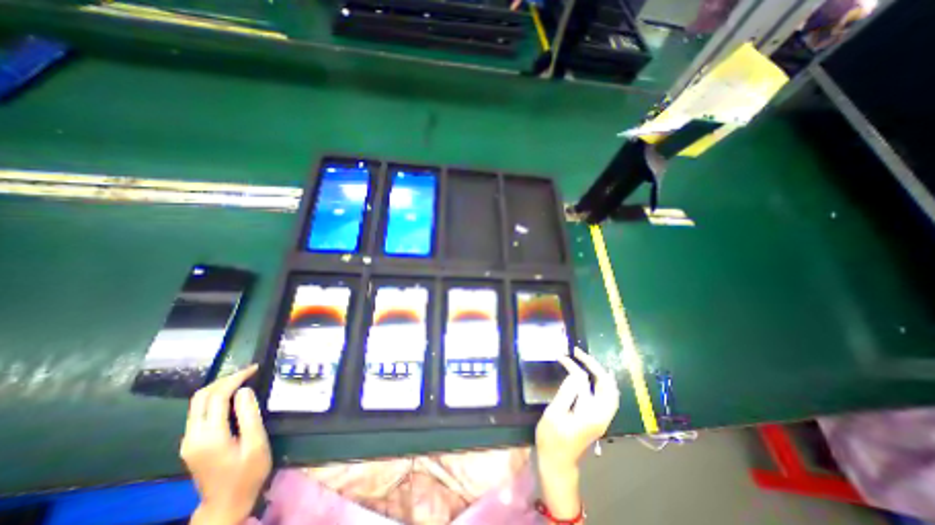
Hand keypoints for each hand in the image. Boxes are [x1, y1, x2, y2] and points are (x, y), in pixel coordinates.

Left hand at [180, 366, 270, 524]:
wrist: (226, 505)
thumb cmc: (248, 473)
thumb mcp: (256, 442)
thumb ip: (249, 415)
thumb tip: (245, 390)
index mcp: (209, 436)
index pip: (218, 396)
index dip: (236, 378)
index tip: (255, 368)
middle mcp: (192, 437)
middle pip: (201, 397)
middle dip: (225, 379)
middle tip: (249, 372)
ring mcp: (189, 441)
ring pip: (197, 404)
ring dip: (219, 388)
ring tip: (244, 380)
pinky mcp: (192, 444)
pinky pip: (200, 413)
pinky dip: (216, 398)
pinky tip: (233, 397)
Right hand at [534, 348, 618, 470]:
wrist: (557, 463)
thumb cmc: (552, 438)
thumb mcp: (554, 414)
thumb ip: (567, 393)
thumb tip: (575, 374)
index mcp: (590, 413)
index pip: (586, 382)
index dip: (575, 366)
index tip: (562, 357)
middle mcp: (601, 415)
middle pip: (607, 385)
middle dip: (595, 366)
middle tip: (578, 353)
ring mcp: (601, 418)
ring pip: (610, 391)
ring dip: (600, 373)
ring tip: (586, 360)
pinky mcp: (597, 419)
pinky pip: (605, 396)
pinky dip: (600, 383)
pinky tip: (593, 377)